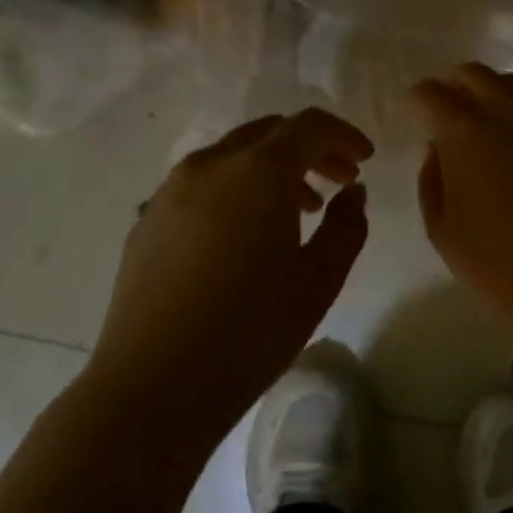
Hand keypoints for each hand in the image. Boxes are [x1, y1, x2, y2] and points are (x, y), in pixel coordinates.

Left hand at [90, 109, 373, 448]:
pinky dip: (236, 188)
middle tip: (339, 180)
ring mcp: (170, 190)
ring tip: (299, 211)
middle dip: (310, 149)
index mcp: (257, 172)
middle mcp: (209, 165)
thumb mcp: (319, 280)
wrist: (153, 386)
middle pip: (269, 133)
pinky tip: (246, 234)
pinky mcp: (147, 218)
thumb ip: (347, 226)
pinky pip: (203, 183)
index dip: (344, 136)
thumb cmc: (250, 332)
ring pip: (233, 156)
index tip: (366, 159)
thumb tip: (352, 192)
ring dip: (273, 169)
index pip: (308, 126)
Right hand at [413, 63, 512, 329]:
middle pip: (473, 74)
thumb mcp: (442, 228)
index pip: (432, 94)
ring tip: (476, 120)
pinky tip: (507, 139)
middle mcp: (505, 115)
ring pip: (509, 83)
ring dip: (485, 90)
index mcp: (465, 133)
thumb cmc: (495, 265)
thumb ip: (431, 180)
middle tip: (440, 112)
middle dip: (450, 86)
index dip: (416, 101)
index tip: (413, 115)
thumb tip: (437, 150)